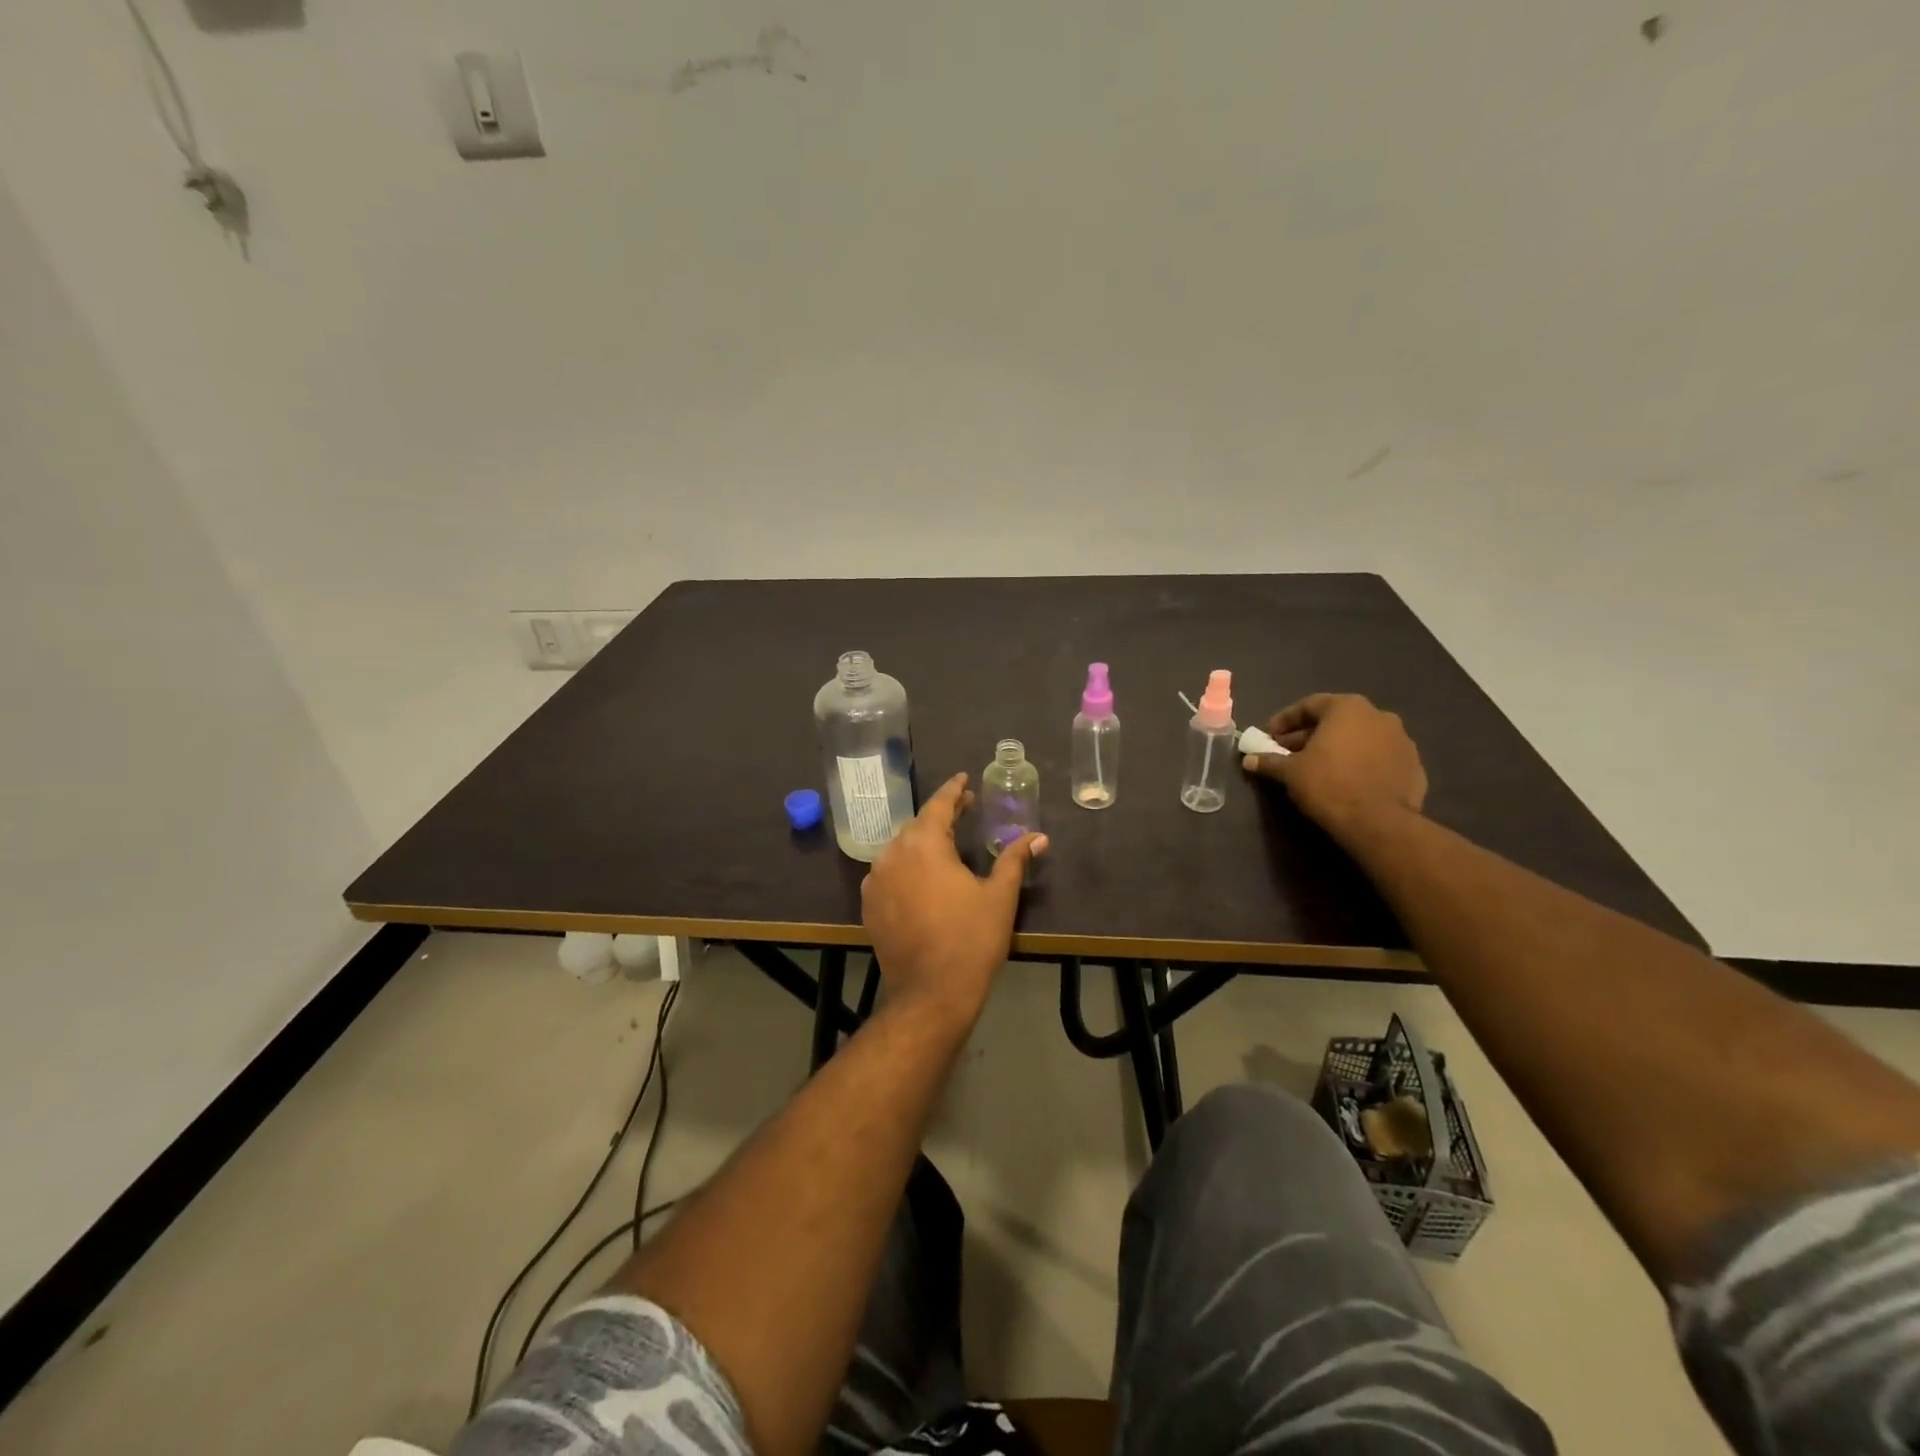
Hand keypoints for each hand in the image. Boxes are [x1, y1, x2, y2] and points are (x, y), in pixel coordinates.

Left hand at [860, 774, 1047, 1029]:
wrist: (930, 993)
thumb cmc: (971, 939)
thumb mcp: (1000, 896)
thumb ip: (1014, 859)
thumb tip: (1039, 837)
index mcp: (924, 844)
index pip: (939, 804)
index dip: (954, 790)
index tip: (964, 779)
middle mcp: (892, 854)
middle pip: (918, 825)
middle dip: (941, 815)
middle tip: (965, 809)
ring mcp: (876, 880)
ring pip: (901, 849)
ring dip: (922, 841)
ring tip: (946, 843)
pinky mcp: (869, 905)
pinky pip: (889, 873)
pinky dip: (907, 866)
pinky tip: (923, 877)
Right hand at [1242, 693, 1426, 837]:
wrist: (1379, 822)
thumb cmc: (1328, 785)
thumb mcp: (1290, 772)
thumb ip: (1269, 761)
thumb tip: (1249, 760)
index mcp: (1347, 708)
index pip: (1309, 705)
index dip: (1284, 721)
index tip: (1269, 737)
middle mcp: (1379, 715)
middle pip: (1336, 721)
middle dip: (1310, 735)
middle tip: (1289, 754)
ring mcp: (1402, 740)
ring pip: (1360, 738)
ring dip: (1338, 749)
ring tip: (1318, 769)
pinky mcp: (1414, 766)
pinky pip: (1379, 758)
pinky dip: (1360, 764)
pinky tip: (1346, 782)